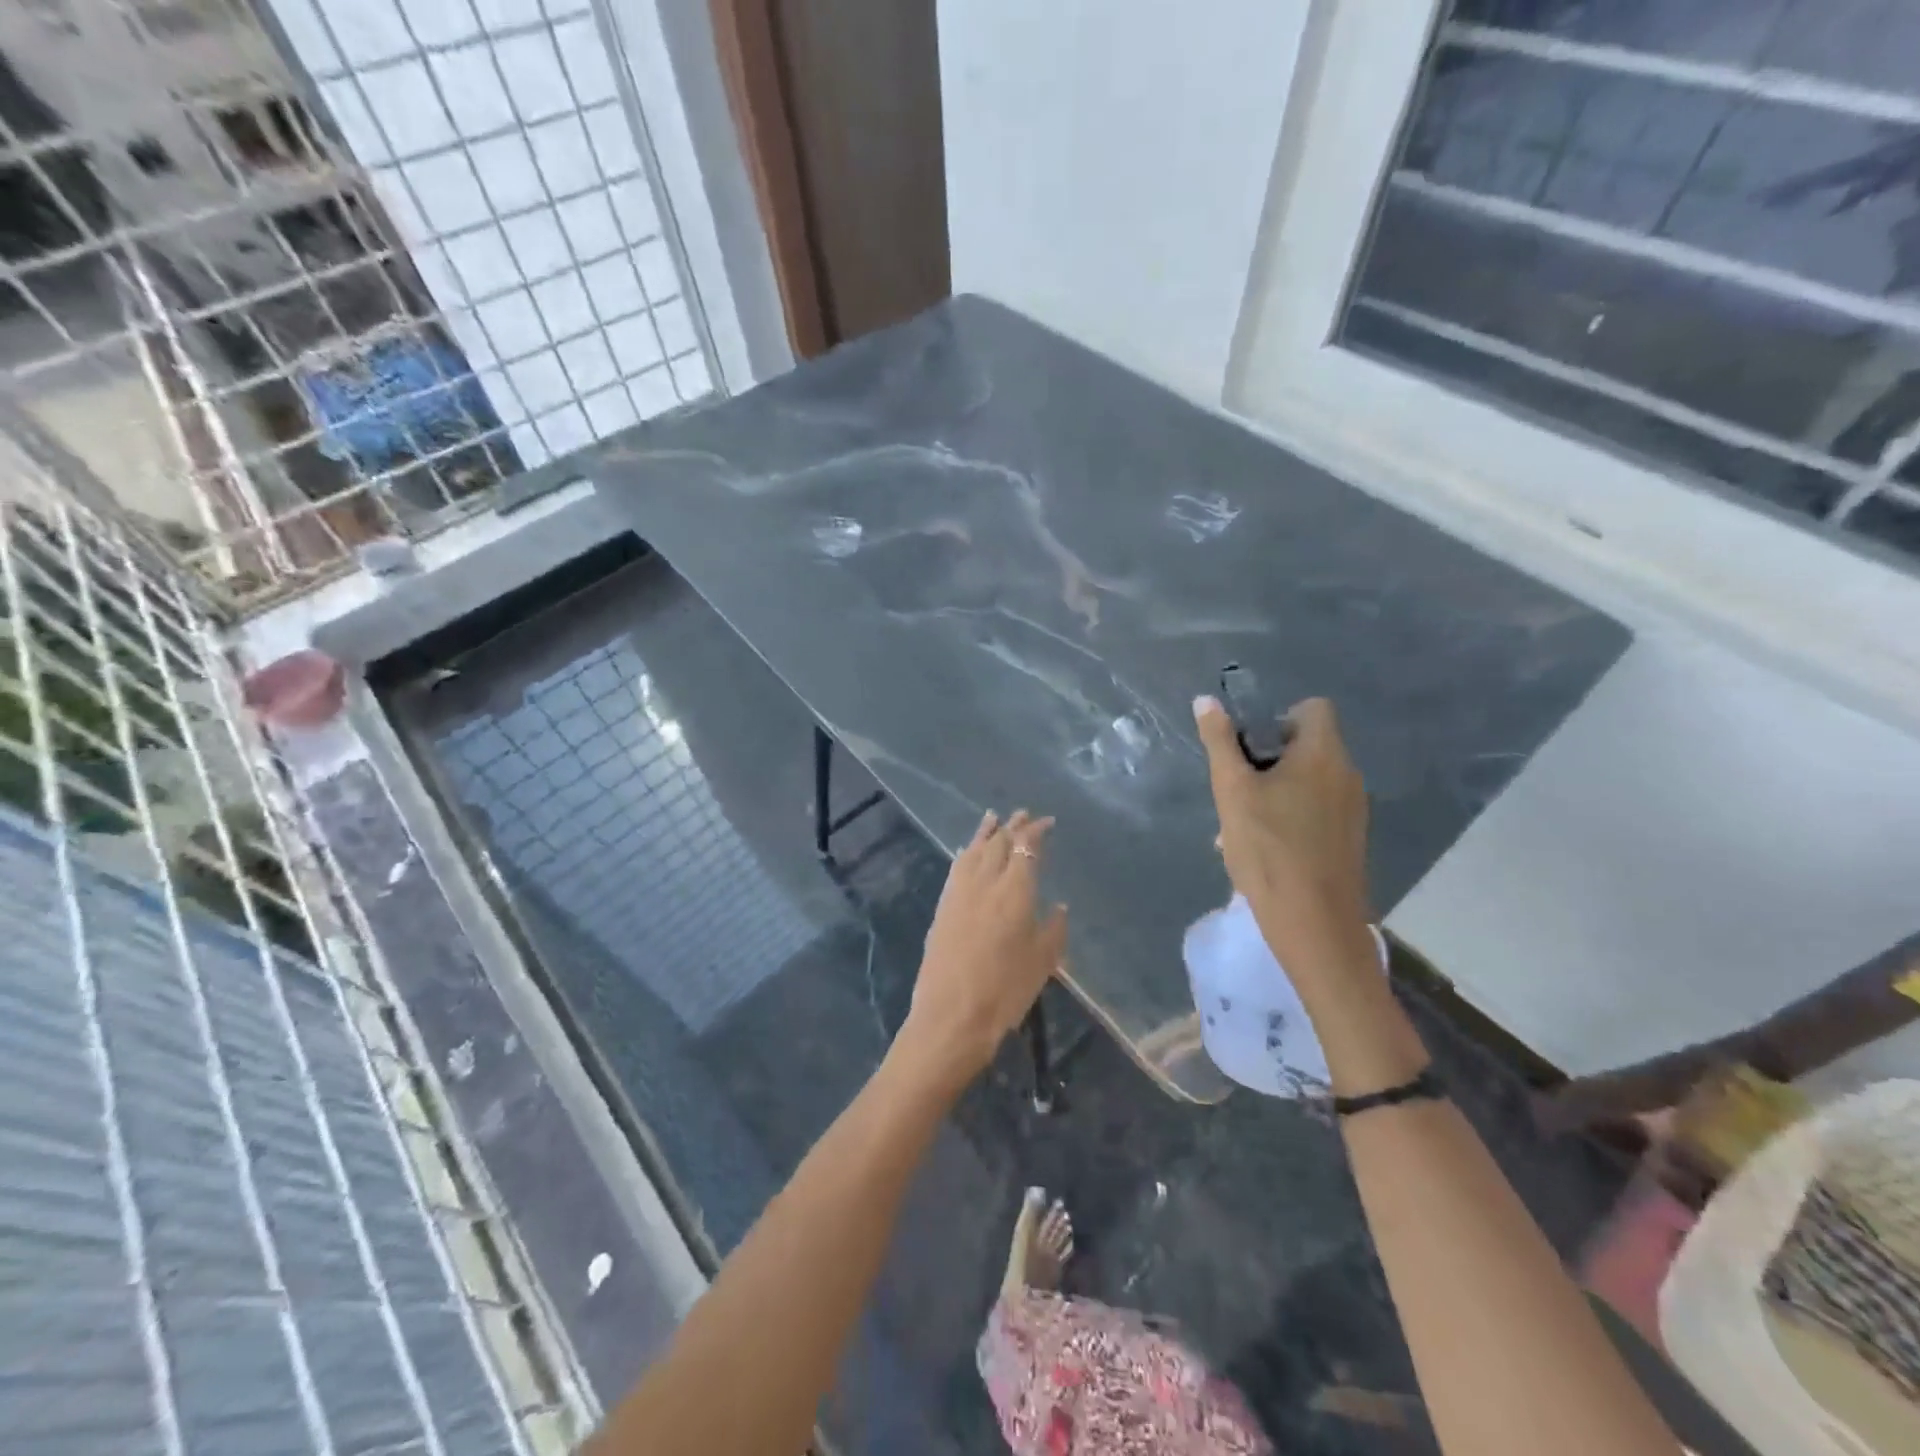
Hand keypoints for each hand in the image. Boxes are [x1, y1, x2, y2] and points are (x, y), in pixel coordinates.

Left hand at [898, 810, 1067, 1088]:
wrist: (951, 1015)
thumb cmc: (1006, 991)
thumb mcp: (1043, 962)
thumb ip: (1053, 928)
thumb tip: (1058, 906)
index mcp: (1015, 890)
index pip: (1026, 848)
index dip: (1035, 831)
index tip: (1046, 822)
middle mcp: (985, 881)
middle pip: (998, 843)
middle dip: (1012, 826)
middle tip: (1022, 814)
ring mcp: (959, 892)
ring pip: (973, 850)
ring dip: (986, 832)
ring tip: (993, 818)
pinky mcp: (942, 906)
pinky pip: (957, 867)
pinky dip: (966, 852)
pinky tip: (966, 850)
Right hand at [1193, 695, 1371, 977]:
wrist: (1315, 924)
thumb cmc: (1268, 849)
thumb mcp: (1232, 791)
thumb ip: (1219, 743)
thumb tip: (1205, 700)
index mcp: (1324, 754)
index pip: (1311, 708)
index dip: (1277, 718)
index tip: (1248, 748)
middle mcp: (1347, 774)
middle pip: (1307, 745)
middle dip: (1267, 760)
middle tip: (1236, 791)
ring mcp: (1353, 809)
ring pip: (1308, 781)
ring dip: (1274, 791)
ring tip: (1242, 826)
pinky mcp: (1349, 839)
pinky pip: (1317, 810)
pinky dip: (1291, 816)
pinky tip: (1264, 849)